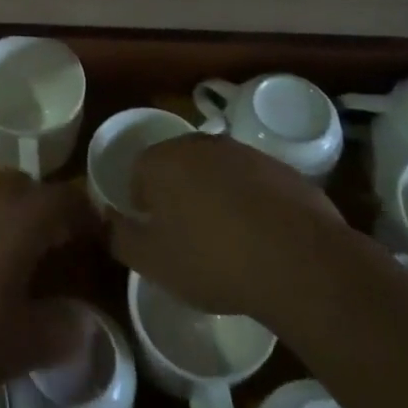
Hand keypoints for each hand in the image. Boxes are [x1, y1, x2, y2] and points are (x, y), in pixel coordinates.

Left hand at [0, 177, 96, 389]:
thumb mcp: (18, 344)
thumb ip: (59, 332)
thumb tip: (84, 326)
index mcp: (20, 217)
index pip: (65, 198)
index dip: (85, 212)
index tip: (97, 231)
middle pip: (24, 188)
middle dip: (42, 209)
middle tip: (52, 241)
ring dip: (0, 220)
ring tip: (3, 258)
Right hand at [108, 135, 347, 319]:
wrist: (298, 260)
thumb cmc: (212, 259)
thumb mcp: (152, 262)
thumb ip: (121, 237)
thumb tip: (108, 220)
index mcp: (163, 160)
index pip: (138, 172)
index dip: (143, 204)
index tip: (157, 234)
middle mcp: (201, 144)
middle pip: (178, 165)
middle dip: (178, 194)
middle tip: (188, 237)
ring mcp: (245, 152)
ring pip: (217, 171)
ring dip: (216, 196)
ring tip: (228, 240)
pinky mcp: (282, 169)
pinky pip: (254, 183)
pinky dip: (252, 203)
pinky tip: (262, 238)